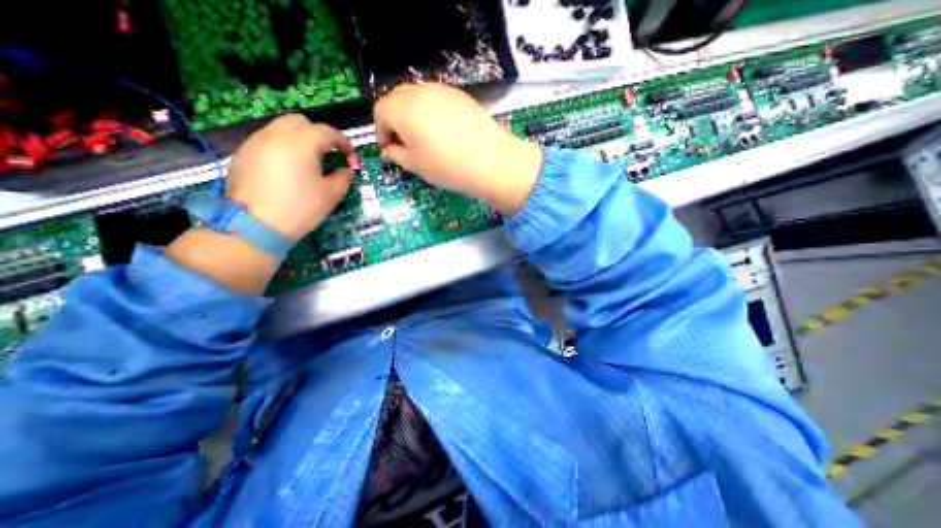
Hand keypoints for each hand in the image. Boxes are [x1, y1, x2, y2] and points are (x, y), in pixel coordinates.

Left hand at [225, 115, 358, 240]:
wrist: (257, 226)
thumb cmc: (301, 208)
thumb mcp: (331, 194)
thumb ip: (343, 177)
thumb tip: (344, 170)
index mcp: (301, 143)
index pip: (327, 132)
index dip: (343, 143)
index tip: (351, 158)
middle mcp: (275, 135)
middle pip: (300, 122)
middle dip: (319, 134)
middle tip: (328, 154)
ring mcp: (255, 143)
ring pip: (281, 129)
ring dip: (299, 139)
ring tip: (308, 162)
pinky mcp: (243, 154)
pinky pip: (267, 142)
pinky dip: (282, 148)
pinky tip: (288, 170)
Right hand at [372, 83, 540, 212]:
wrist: (492, 161)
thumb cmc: (447, 167)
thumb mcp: (416, 166)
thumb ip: (397, 155)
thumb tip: (389, 150)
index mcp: (402, 109)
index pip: (380, 112)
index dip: (381, 131)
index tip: (390, 149)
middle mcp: (420, 92)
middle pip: (397, 99)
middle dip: (396, 120)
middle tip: (405, 143)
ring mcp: (443, 91)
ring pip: (418, 97)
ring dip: (414, 115)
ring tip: (426, 139)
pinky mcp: (461, 96)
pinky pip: (438, 100)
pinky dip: (433, 112)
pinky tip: (445, 133)